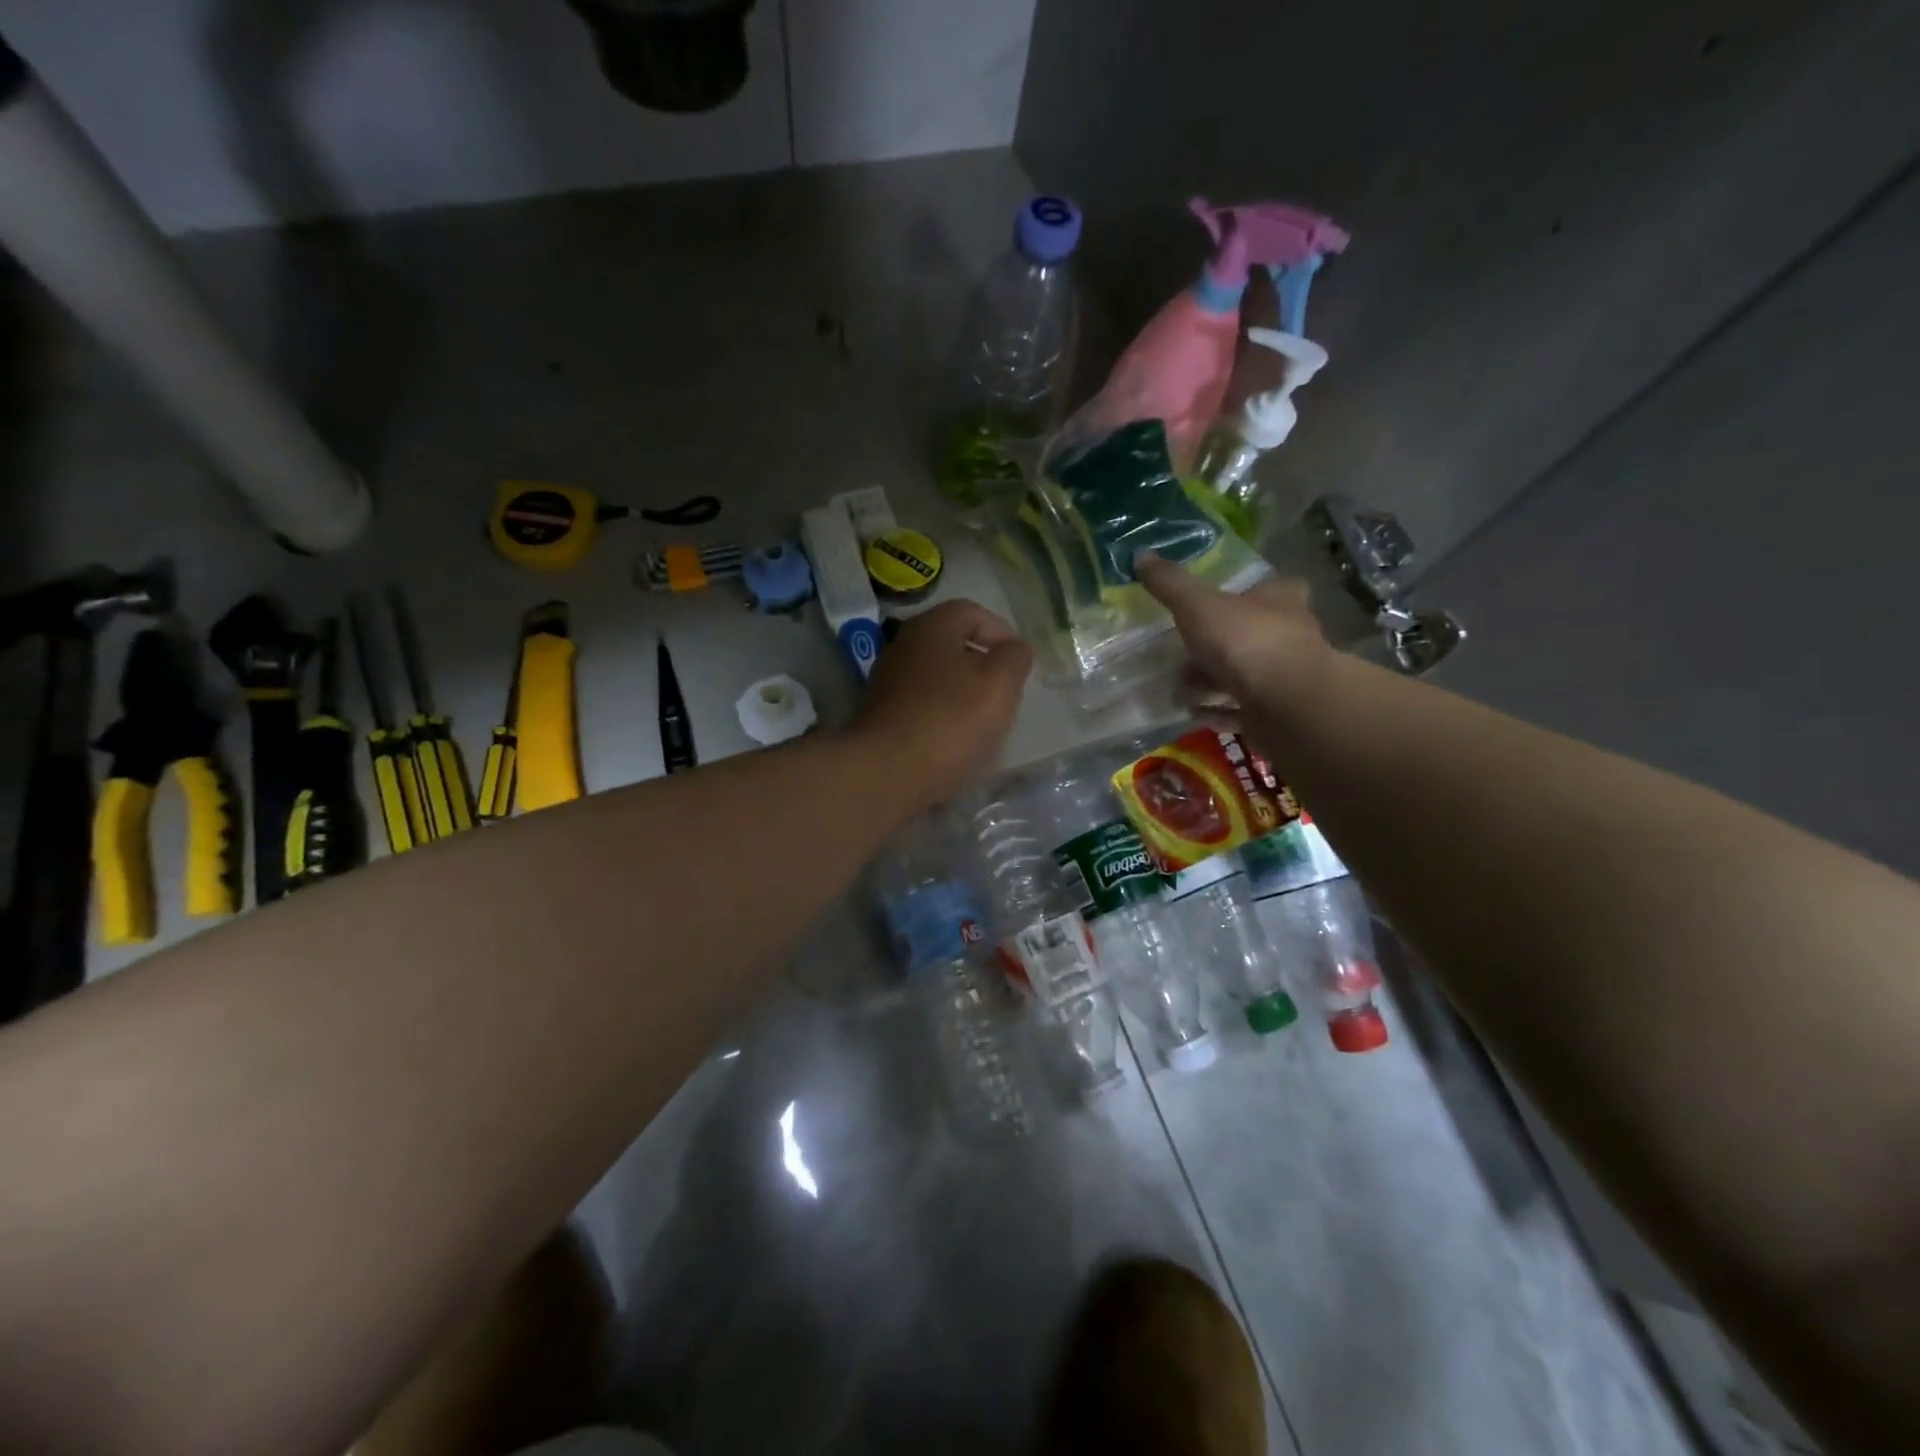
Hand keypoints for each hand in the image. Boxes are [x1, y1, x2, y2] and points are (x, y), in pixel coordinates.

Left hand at [849, 599, 1032, 805]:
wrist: (886, 773)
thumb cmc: (949, 720)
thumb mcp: (999, 684)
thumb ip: (1014, 659)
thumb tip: (1015, 649)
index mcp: (931, 627)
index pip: (972, 612)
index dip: (1003, 633)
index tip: (1021, 664)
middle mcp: (903, 646)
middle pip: (953, 645)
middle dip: (984, 666)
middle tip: (1007, 693)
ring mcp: (888, 683)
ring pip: (938, 677)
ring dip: (965, 693)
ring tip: (987, 721)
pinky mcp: (882, 717)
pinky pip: (923, 706)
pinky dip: (944, 716)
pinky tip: (957, 741)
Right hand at [1134, 551, 1331, 740]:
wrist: (1287, 704)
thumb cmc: (1246, 641)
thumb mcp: (1198, 605)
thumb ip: (1170, 584)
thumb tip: (1140, 554)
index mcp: (1279, 600)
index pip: (1270, 587)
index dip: (1245, 594)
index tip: (1216, 603)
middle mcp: (1289, 635)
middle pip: (1249, 635)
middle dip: (1215, 646)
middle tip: (1181, 655)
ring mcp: (1284, 678)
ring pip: (1243, 675)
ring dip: (1211, 683)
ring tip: (1178, 690)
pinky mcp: (1277, 713)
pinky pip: (1241, 710)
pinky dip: (1218, 711)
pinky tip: (1194, 713)